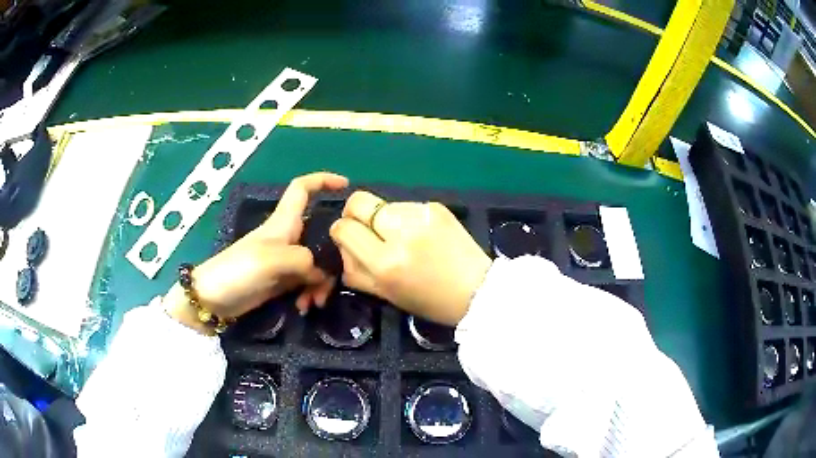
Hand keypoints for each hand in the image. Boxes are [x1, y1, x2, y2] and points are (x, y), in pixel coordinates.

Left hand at [165, 172, 348, 332]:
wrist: (213, 299)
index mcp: (283, 223)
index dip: (323, 180)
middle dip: (333, 255)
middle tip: (337, 279)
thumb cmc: (237, 270)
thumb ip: (303, 260)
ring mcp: (285, 261)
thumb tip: (321, 272)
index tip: (345, 186)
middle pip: (321, 235)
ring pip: (316, 263)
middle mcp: (287, 238)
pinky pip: (307, 283)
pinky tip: (304, 307)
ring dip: (321, 283)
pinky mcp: (281, 281)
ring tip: (315, 303)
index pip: (303, 189)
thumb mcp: (271, 260)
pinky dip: (309, 293)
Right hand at [330, 191, 491, 325]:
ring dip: (383, 218)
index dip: (340, 232)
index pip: (344, 228)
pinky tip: (422, 235)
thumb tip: (342, 247)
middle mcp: (401, 232)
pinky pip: (406, 206)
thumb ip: (356, 271)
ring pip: (383, 204)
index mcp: (385, 262)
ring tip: (401, 238)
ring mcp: (421, 215)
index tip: (348, 239)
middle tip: (365, 229)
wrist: (478, 290)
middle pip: (359, 201)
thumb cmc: (430, 302)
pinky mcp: (436, 207)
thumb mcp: (386, 294)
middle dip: (354, 213)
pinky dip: (405, 218)